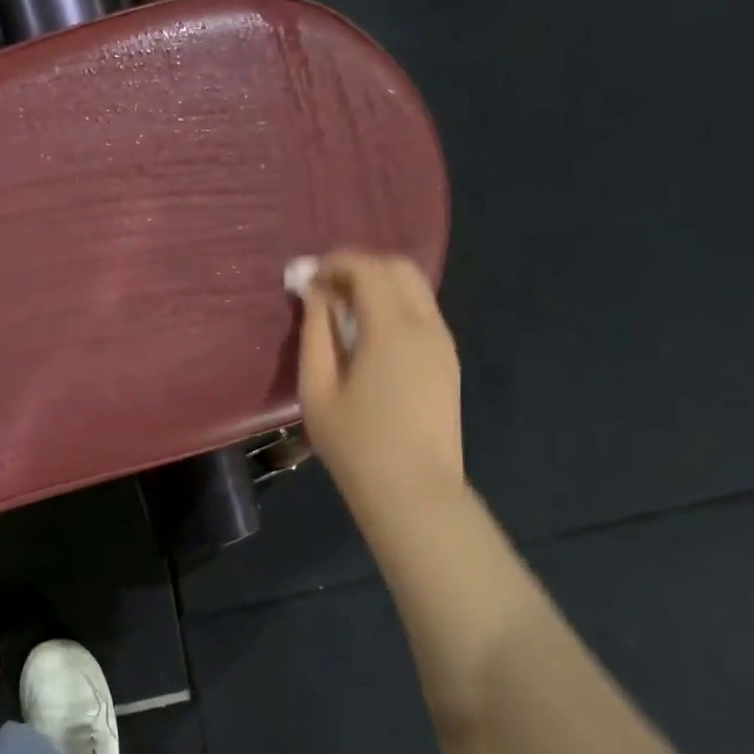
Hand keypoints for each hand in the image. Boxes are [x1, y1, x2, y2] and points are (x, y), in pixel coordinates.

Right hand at [296, 251, 463, 525]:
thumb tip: (314, 292)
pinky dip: (392, 305)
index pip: (369, 269)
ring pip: (415, 287)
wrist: (413, 490)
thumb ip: (315, 331)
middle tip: (323, 288)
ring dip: (377, 285)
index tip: (306, 278)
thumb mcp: (317, 387)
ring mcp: (443, 343)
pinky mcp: (447, 360)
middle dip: (359, 266)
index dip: (335, 263)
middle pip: (399, 268)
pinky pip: (421, 312)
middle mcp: (427, 326)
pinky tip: (365, 333)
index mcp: (394, 330)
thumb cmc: (355, 443)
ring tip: (340, 311)